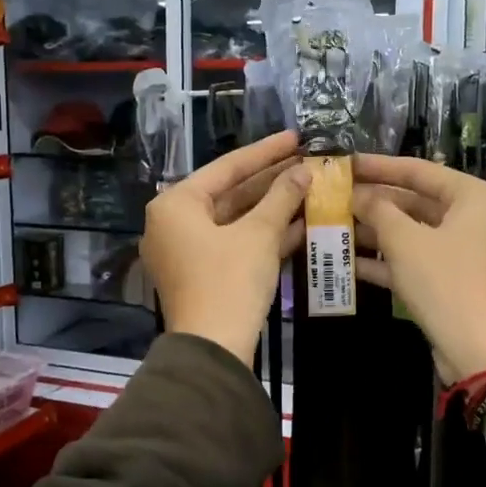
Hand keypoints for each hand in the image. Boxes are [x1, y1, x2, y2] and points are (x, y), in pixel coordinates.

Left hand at [142, 130, 310, 364]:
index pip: (227, 167)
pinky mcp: (202, 273)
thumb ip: (282, 197)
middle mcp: (174, 222)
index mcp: (176, 204)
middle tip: (308, 161)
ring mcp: (186, 250)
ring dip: (273, 208)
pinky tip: (302, 222)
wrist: (213, 350)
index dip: (266, 151)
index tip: (296, 136)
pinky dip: (264, 234)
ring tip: (312, 187)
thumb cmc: (230, 281)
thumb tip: (304, 170)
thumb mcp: (260, 235)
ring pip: (236, 219)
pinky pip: (235, 243)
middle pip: (231, 193)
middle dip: (272, 181)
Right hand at [353, 154, 485, 382]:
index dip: (379, 166)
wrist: (480, 350)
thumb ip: (378, 210)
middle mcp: (473, 219)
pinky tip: (347, 262)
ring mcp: (463, 252)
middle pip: (415, 202)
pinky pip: (415, 261)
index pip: (419, 170)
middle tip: (334, 197)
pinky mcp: (452, 281)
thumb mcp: (405, 241)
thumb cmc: (446, 281)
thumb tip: (357, 194)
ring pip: (412, 233)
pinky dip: (386, 260)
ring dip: (374, 232)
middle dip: (373, 203)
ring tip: (333, 226)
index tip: (345, 164)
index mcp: (473, 197)